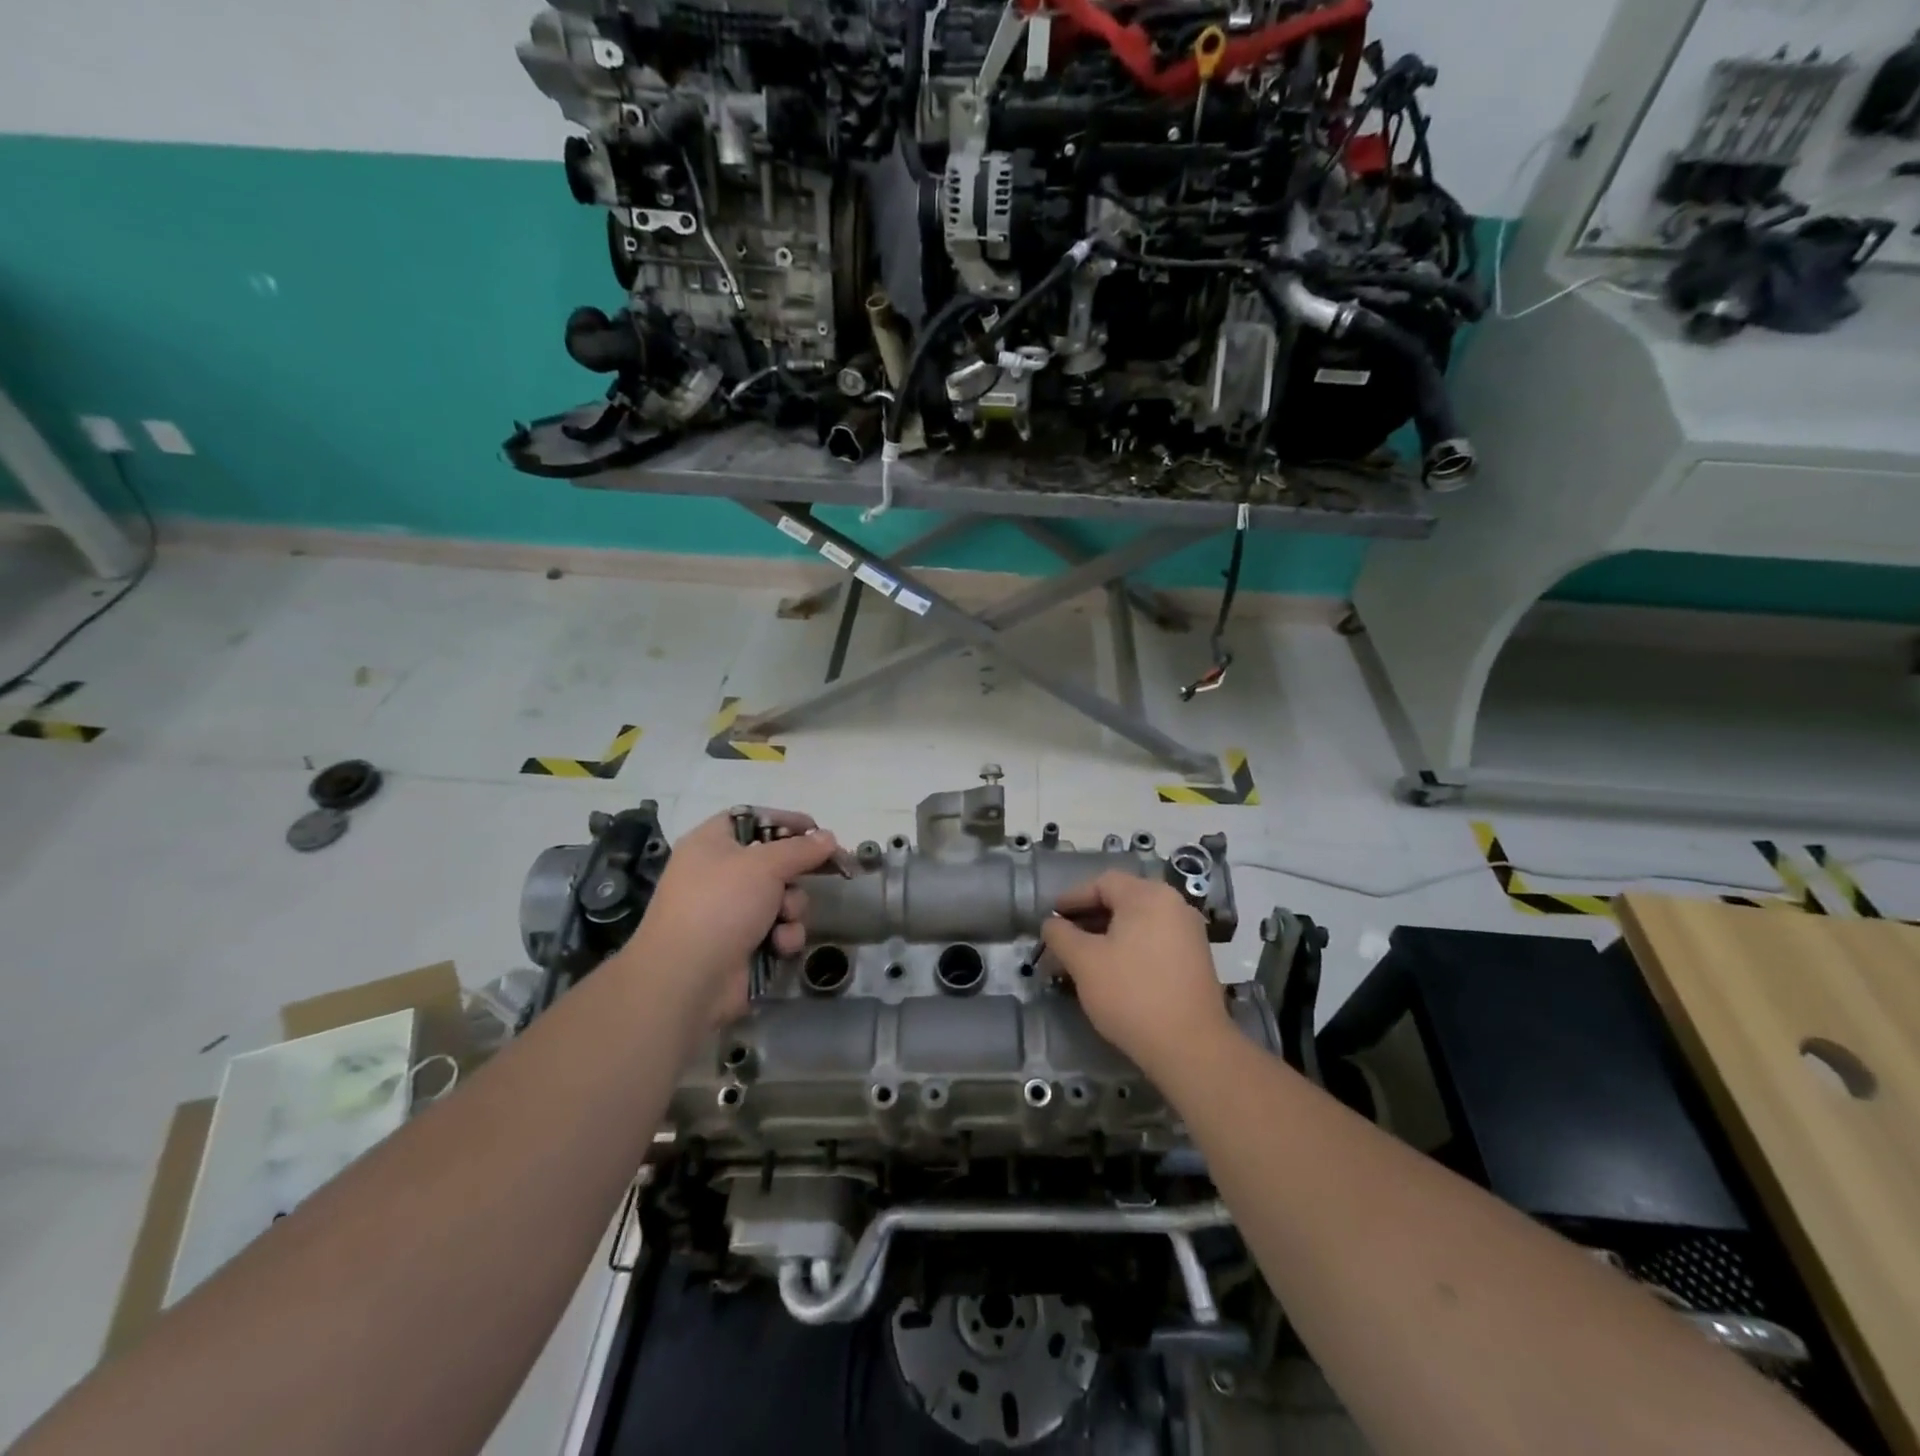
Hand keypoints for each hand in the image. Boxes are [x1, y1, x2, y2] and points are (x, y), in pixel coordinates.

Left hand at [612, 808, 840, 1034]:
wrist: (688, 979)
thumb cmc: (721, 905)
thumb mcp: (765, 865)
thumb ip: (801, 848)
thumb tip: (829, 837)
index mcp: (711, 843)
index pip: (752, 819)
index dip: (784, 821)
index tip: (816, 829)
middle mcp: (718, 874)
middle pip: (773, 861)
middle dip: (795, 874)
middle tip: (821, 872)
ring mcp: (729, 911)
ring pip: (781, 898)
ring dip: (792, 909)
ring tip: (784, 920)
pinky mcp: (741, 944)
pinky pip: (776, 929)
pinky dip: (783, 936)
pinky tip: (778, 945)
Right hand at [1040, 872, 1232, 1080]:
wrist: (1190, 1048)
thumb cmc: (1131, 994)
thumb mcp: (1084, 962)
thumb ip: (1061, 935)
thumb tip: (1051, 924)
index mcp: (1149, 896)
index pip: (1102, 883)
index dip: (1072, 898)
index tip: (1051, 918)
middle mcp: (1174, 905)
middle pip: (1122, 901)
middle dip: (1088, 919)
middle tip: (1062, 940)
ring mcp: (1189, 933)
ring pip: (1138, 923)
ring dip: (1107, 936)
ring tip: (1082, 959)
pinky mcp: (1195, 960)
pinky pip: (1154, 941)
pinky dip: (1129, 948)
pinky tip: (1112, 972)